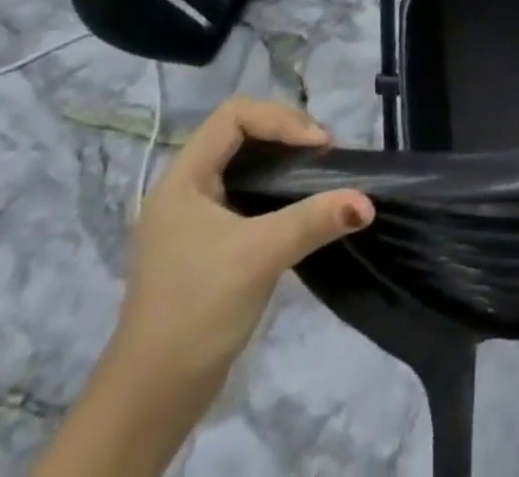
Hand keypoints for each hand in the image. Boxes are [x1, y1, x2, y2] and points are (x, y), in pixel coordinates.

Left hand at [112, 98, 373, 398]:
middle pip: (241, 133)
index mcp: (183, 179)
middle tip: (325, 158)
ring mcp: (193, 219)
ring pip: (245, 165)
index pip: (235, 115)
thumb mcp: (260, 256)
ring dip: (285, 163)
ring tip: (320, 177)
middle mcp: (185, 189)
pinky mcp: (206, 246)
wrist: (150, 402)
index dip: (281, 120)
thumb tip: (367, 201)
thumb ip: (315, 220)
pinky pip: (246, 195)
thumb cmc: (197, 311)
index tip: (317, 147)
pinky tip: (300, 209)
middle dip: (287, 136)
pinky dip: (277, 191)